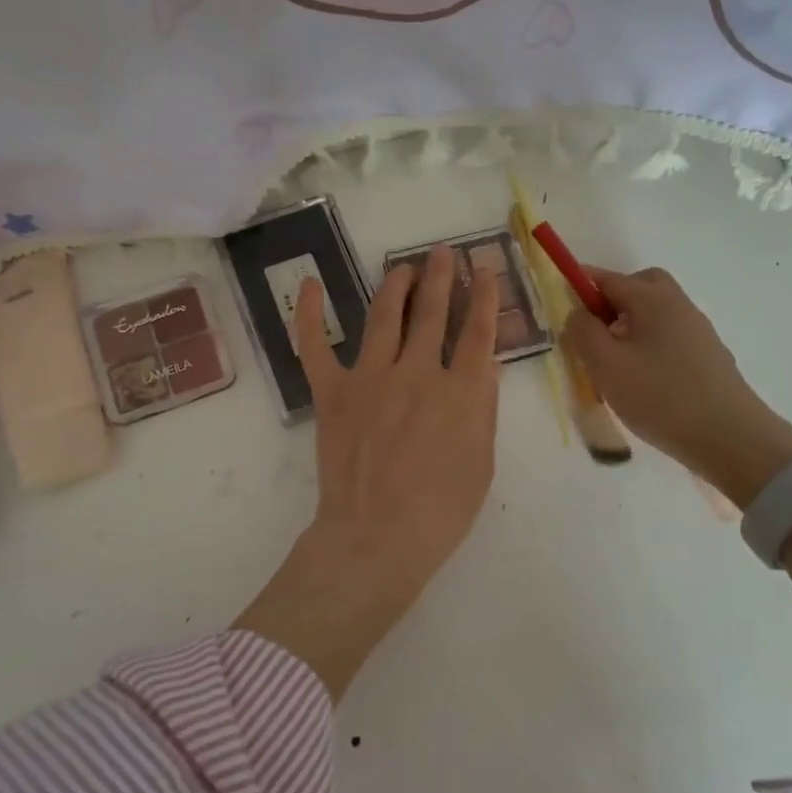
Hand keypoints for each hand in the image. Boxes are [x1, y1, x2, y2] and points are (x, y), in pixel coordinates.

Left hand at [234, 245, 500, 697]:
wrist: (376, 539)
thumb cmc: (440, 511)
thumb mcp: (481, 463)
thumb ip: (482, 409)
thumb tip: (484, 365)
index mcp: (461, 392)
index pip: (477, 331)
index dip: (484, 295)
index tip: (484, 269)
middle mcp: (418, 372)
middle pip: (432, 313)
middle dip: (440, 277)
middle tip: (442, 253)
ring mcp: (371, 378)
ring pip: (384, 316)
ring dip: (395, 285)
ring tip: (402, 267)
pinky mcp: (333, 392)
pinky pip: (315, 345)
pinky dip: (308, 313)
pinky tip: (307, 285)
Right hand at [563, 266, 791, 509]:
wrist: (730, 438)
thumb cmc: (660, 397)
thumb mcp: (606, 365)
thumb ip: (583, 331)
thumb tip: (578, 312)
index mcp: (652, 299)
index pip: (607, 278)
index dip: (579, 286)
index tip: (560, 307)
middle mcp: (678, 305)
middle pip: (640, 286)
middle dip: (612, 300)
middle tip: (593, 331)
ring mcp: (698, 330)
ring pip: (655, 312)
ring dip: (630, 325)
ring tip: (614, 362)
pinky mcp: (708, 356)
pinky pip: (670, 336)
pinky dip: (649, 344)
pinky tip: (643, 379)